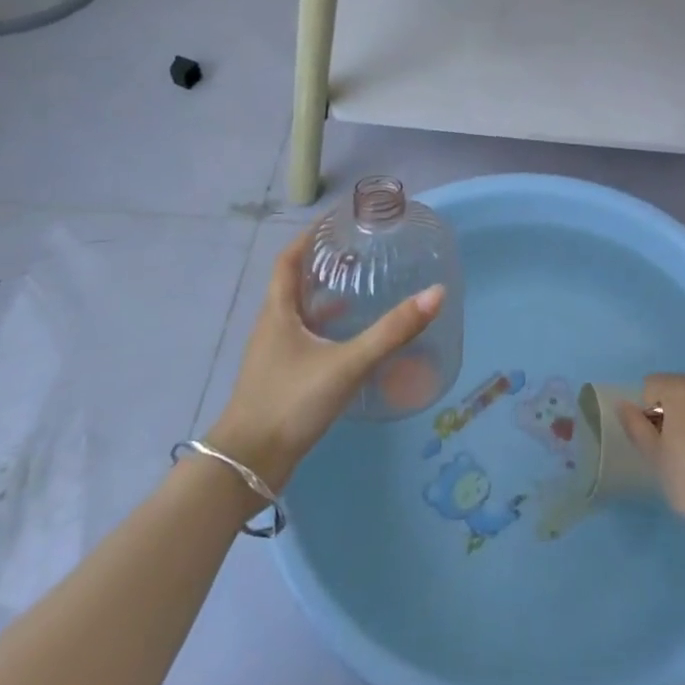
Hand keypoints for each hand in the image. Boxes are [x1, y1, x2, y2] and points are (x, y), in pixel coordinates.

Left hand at [204, 227, 442, 490]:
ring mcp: (275, 355)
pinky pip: (307, 339)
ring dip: (326, 296)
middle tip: (360, 250)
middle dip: (324, 263)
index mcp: (278, 312)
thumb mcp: (347, 363)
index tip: (335, 220)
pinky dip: (328, 329)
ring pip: (301, 313)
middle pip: (295, 283)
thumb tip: (436, 293)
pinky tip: (352, 339)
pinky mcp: (282, 378)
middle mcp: (273, 327)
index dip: (308, 236)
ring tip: (362, 286)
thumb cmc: (290, 402)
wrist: (248, 465)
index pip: (289, 259)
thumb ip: (392, 331)